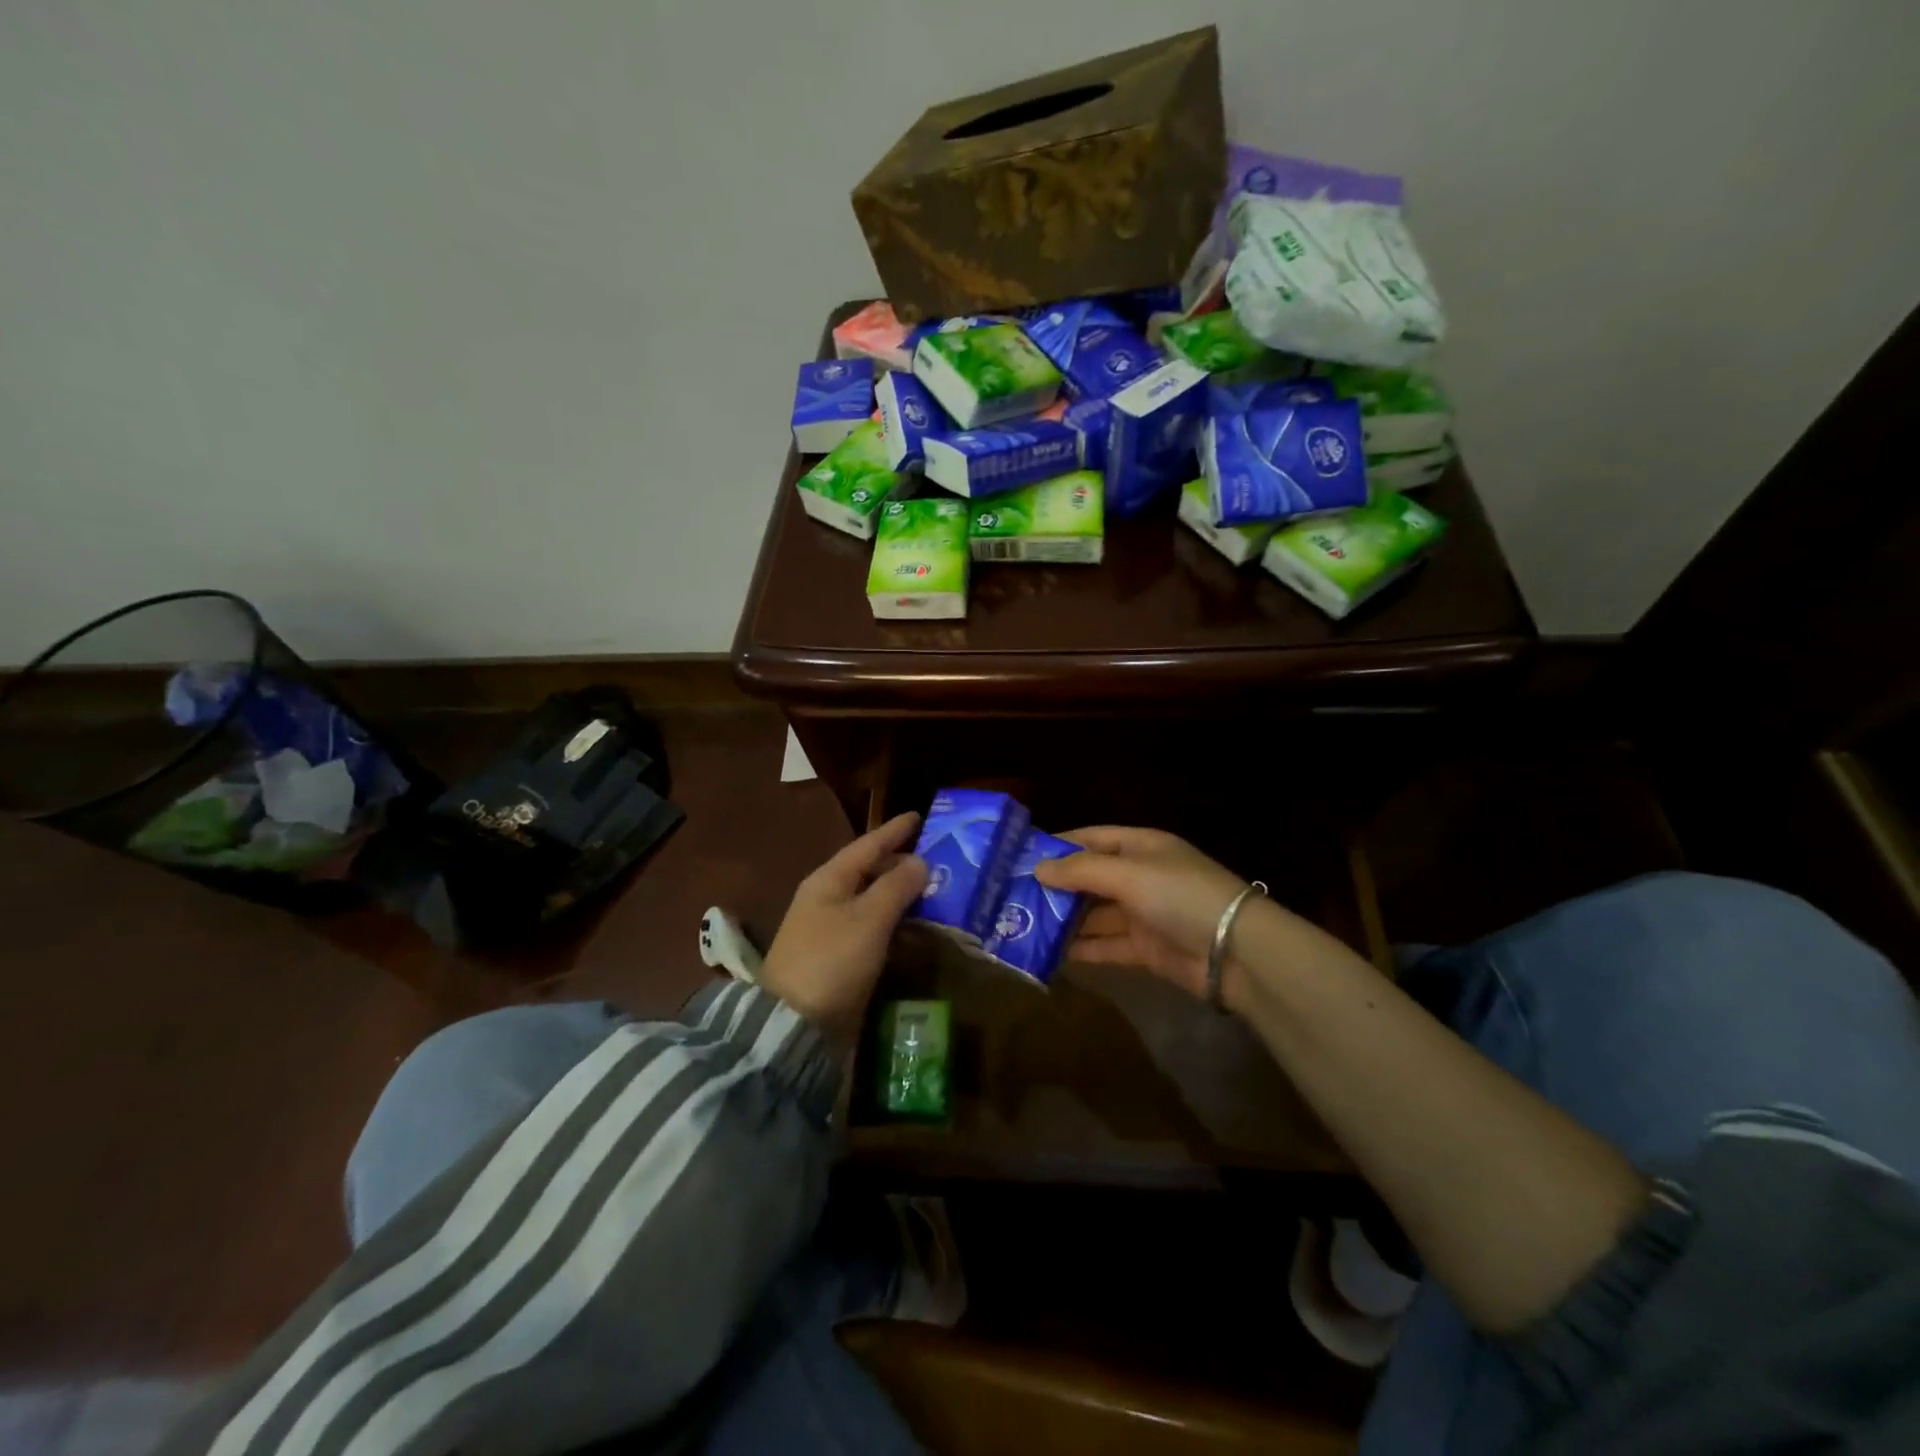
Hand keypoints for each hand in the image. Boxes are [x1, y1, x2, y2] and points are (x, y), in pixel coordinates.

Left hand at [759, 811, 927, 1045]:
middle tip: (935, 858)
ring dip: (898, 893)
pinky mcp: (836, 958)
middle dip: (899, 862)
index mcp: (828, 881)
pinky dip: (892, 921)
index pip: (867, 846)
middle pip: (867, 871)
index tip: (918, 816)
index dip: (893, 831)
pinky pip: (870, 927)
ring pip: (870, 900)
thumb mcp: (869, 919)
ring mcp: (828, 930)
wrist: (793, 1025)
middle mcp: (826, 899)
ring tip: (931, 888)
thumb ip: (896, 887)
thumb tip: (920, 861)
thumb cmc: (832, 961)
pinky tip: (912, 925)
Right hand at [1032, 826, 1255, 1000]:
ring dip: (1063, 920)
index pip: (1092, 838)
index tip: (1020, 856)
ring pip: (1094, 914)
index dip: (1058, 845)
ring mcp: (1143, 914)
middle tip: (1012, 896)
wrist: (1236, 952)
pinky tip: (1049, 953)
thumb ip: (1081, 870)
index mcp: (1141, 846)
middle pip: (1089, 878)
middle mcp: (1140, 877)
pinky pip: (1105, 945)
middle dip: (1055, 887)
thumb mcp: (1129, 873)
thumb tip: (1038, 869)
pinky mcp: (1145, 949)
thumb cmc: (1181, 895)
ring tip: (1021, 925)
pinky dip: (1081, 949)